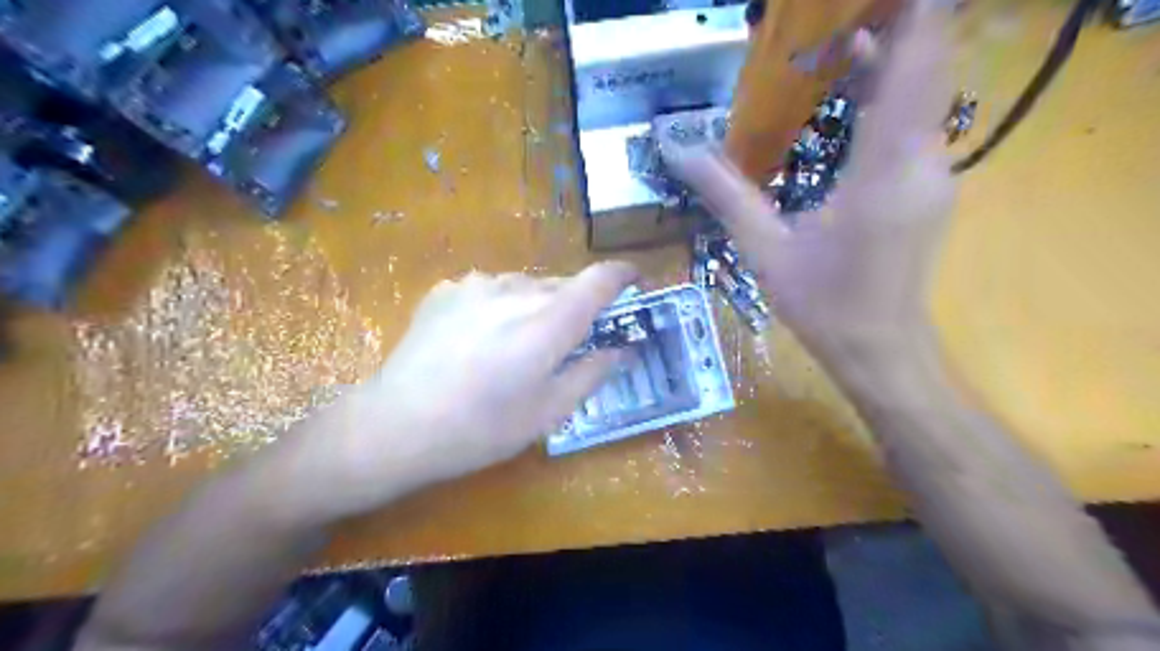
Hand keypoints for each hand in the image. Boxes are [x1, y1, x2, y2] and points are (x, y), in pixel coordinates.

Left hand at [274, 262, 633, 519]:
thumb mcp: (548, 412)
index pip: (599, 279)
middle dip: (578, 305)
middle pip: (563, 284)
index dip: (624, 275)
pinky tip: (480, 340)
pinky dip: (501, 307)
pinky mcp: (447, 290)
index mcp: (548, 322)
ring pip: (526, 286)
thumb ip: (592, 373)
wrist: (396, 424)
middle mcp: (515, 290)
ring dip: (537, 306)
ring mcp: (476, 285)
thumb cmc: (481, 428)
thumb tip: (622, 350)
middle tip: (572, 339)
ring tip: (518, 345)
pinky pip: (491, 290)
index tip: (635, 283)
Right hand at [667, 3, 957, 359]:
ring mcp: (933, 173)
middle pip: (925, 66)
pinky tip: (853, 88)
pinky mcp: (927, 186)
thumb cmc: (823, 304)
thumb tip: (678, 150)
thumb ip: (725, 194)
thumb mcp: (765, 250)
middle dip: (894, 23)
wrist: (879, 348)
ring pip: (923, 92)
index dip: (913, 14)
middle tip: (837, 13)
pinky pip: (915, 120)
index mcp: (883, 170)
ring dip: (890, 55)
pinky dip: (890, 90)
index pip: (916, 65)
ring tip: (842, 32)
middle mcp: (922, 160)